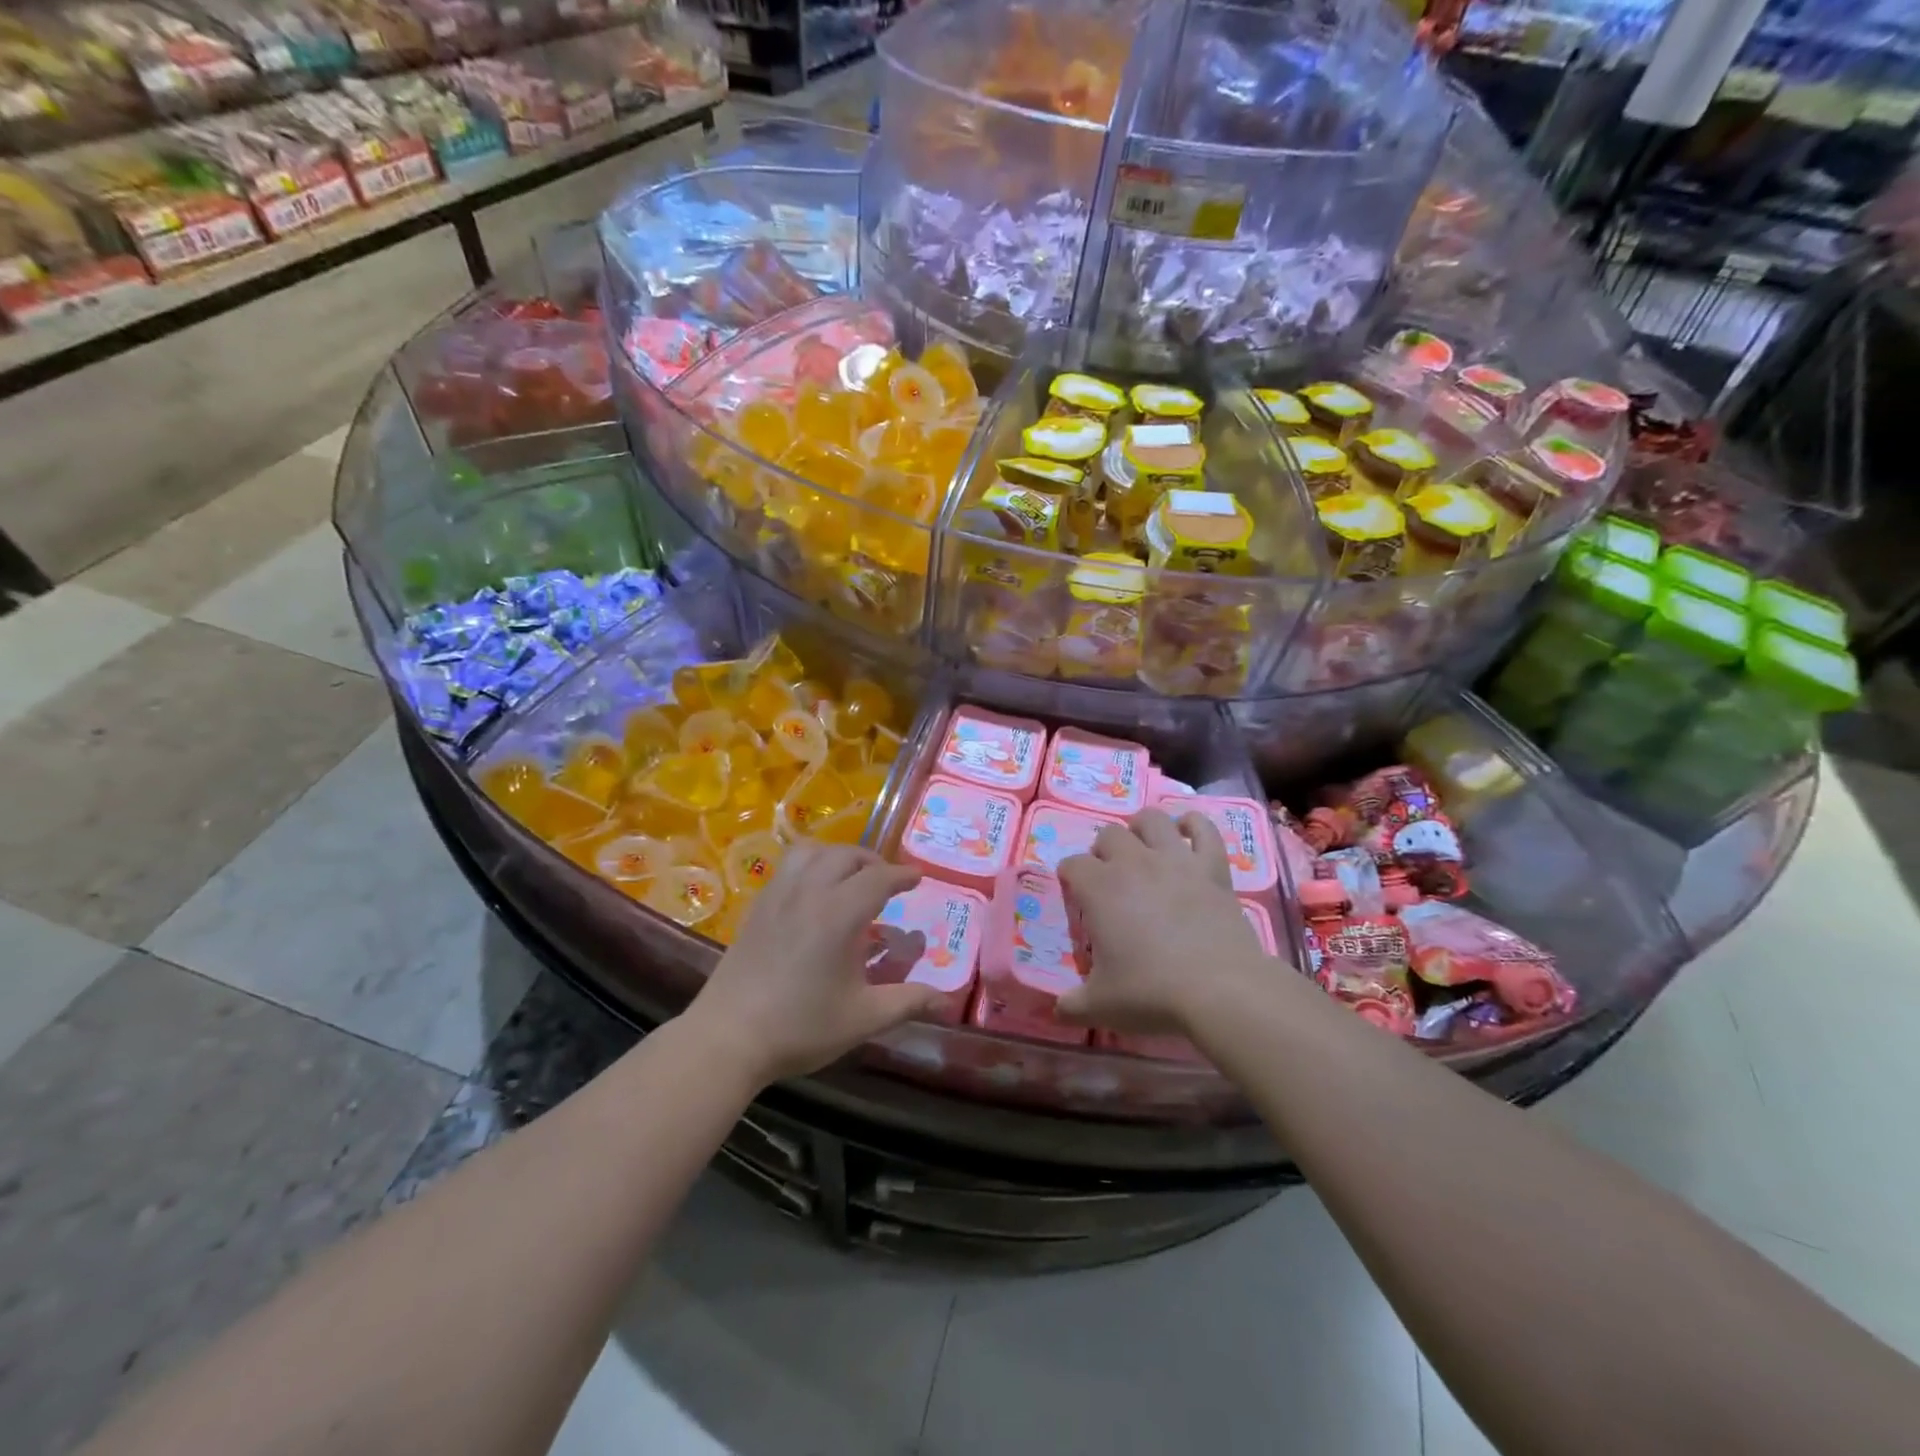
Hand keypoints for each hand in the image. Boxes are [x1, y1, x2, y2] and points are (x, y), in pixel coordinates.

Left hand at [685, 843, 942, 1085]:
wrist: (727, 1038)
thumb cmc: (801, 1027)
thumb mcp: (863, 1018)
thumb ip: (908, 1001)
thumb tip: (946, 1000)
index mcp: (839, 914)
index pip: (878, 878)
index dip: (902, 876)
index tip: (917, 878)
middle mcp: (808, 893)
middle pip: (845, 855)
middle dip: (872, 861)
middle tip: (887, 881)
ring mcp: (777, 896)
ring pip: (811, 852)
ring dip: (837, 856)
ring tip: (850, 877)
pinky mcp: (757, 907)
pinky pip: (788, 867)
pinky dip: (810, 866)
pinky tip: (813, 894)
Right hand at [1056, 809, 1269, 1035]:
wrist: (1220, 989)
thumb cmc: (1151, 992)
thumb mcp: (1100, 1006)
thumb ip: (1072, 1005)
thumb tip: (1057, 1010)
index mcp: (1099, 888)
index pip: (1073, 865)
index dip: (1070, 875)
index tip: (1074, 892)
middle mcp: (1133, 862)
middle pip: (1109, 835)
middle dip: (1103, 850)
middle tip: (1108, 875)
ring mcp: (1175, 860)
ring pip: (1151, 820)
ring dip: (1141, 827)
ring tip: (1142, 845)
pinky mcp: (1212, 867)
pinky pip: (1204, 830)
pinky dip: (1194, 825)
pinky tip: (1187, 831)